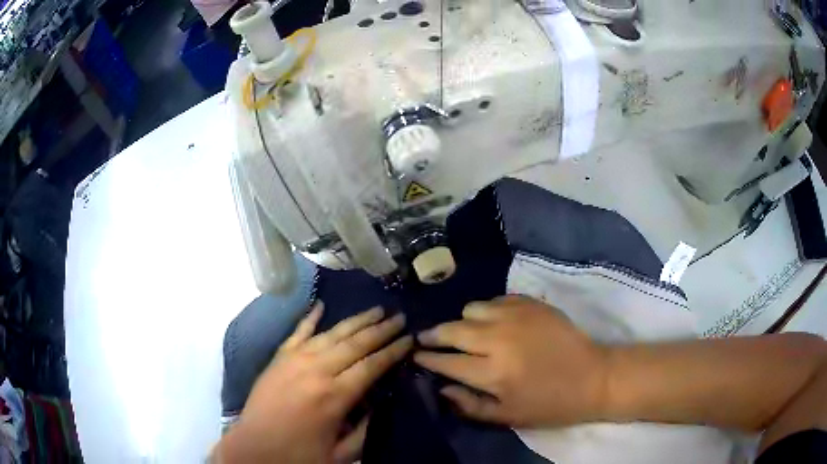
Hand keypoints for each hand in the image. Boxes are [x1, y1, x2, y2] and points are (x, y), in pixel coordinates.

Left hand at [214, 303, 412, 463]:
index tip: (410, 338)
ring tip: (375, 309)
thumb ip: (366, 429)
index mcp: (335, 396)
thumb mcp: (342, 454)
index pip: (372, 365)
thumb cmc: (299, 454)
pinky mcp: (278, 358)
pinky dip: (310, 317)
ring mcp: (295, 360)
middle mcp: (317, 371)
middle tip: (400, 317)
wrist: (253, 448)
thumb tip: (382, 404)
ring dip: (356, 320)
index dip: (394, 351)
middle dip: (381, 330)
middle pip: (356, 343)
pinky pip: (297, 332)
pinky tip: (321, 305)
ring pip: (331, 333)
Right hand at [414, 295, 607, 427]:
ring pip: (472, 308)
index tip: (415, 355)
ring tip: (467, 332)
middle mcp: (499, 339)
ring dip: (464, 321)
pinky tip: (495, 322)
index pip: (446, 361)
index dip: (427, 358)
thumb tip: (441, 388)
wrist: (593, 377)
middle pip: (453, 329)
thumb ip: (470, 405)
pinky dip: (489, 310)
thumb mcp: (508, 416)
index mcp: (493, 372)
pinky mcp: (532, 304)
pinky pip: (497, 299)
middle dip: (434, 335)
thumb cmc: (550, 403)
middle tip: (427, 339)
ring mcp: (517, 316)